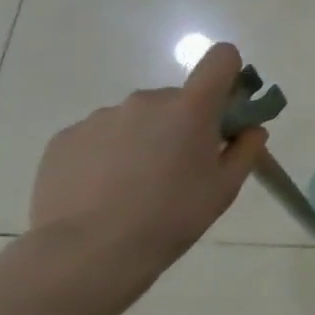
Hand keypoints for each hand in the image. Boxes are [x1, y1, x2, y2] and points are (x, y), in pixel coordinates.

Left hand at [26, 43, 267, 292]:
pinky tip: (102, 191)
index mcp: (191, 108)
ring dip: (144, 139)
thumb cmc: (170, 218)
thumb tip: (249, 129)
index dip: (228, 75)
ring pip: (137, 118)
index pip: (220, 59)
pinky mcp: (65, 138)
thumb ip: (245, 150)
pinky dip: (107, 154)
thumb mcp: (225, 188)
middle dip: (183, 123)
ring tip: (133, 186)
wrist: (86, 255)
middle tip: (178, 167)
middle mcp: (146, 101)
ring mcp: (101, 117)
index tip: (225, 108)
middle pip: (177, 98)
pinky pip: (100, 136)